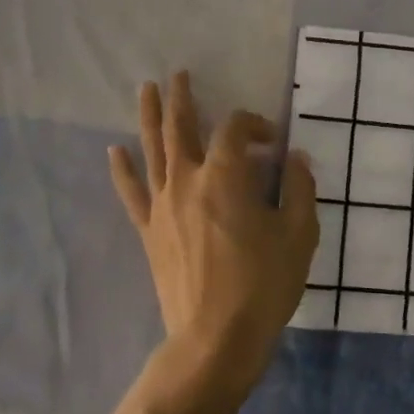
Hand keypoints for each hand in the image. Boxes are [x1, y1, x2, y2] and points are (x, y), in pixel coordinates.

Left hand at [109, 73, 319, 402]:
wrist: (215, 338)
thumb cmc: (263, 284)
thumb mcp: (299, 234)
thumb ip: (299, 189)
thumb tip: (296, 159)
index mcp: (226, 176)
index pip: (236, 129)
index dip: (255, 124)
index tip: (274, 141)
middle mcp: (188, 181)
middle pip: (181, 127)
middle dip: (182, 98)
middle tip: (179, 75)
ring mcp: (163, 206)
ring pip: (152, 150)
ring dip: (149, 117)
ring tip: (146, 89)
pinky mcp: (150, 232)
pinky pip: (132, 193)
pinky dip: (123, 170)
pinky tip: (114, 151)